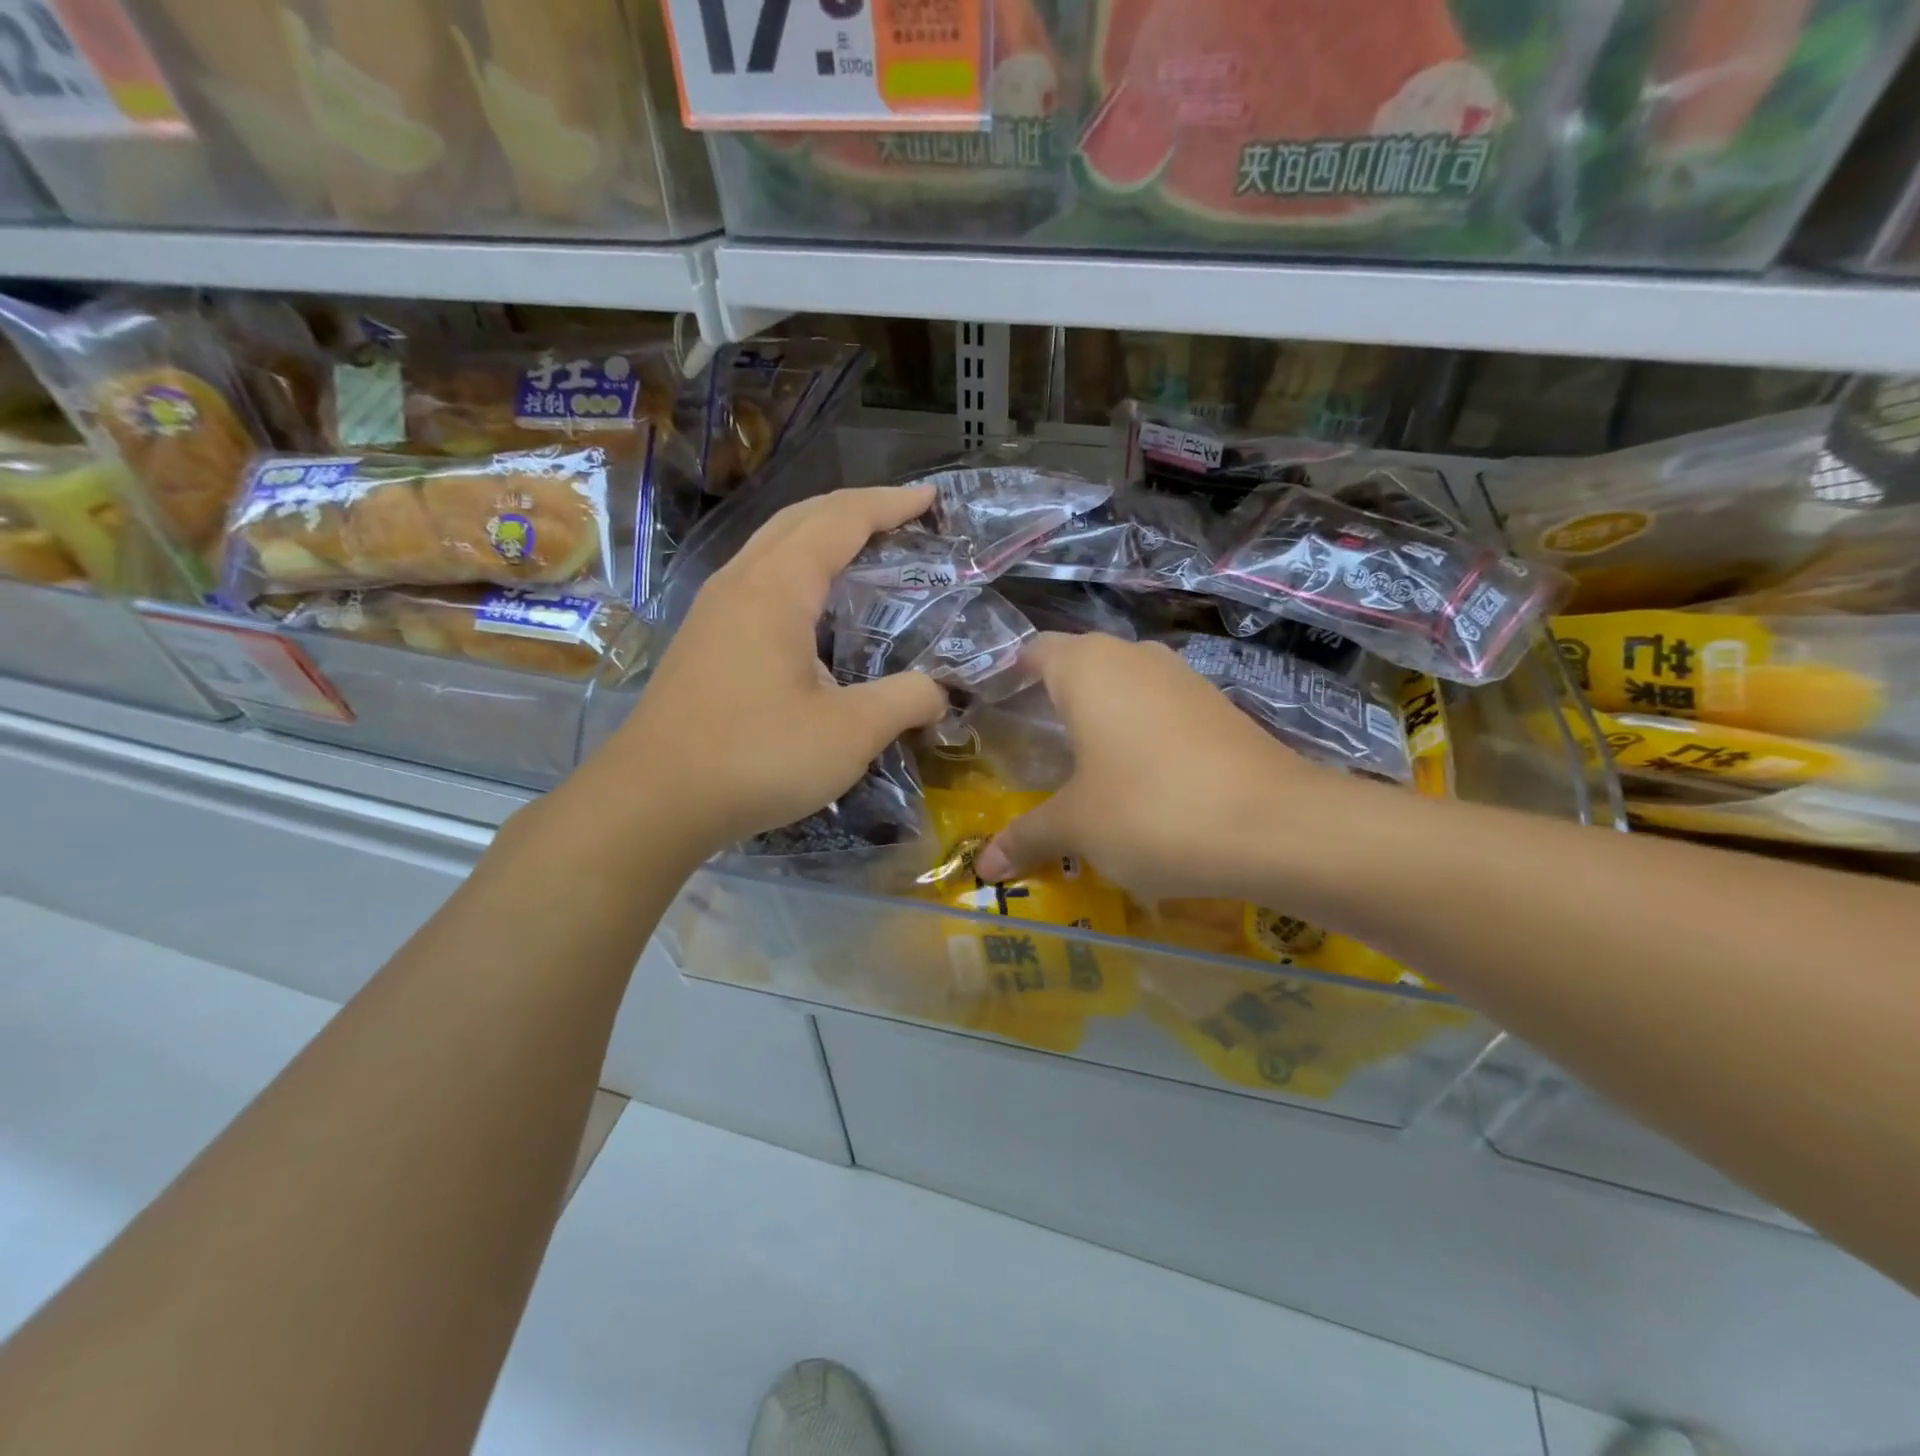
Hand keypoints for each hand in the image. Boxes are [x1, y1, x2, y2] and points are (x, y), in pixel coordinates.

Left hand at [576, 486, 947, 862]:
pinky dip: (798, 568)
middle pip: (801, 518)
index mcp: (775, 588)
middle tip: (904, 516)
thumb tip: (939, 692)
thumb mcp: (849, 734)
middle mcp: (739, 583)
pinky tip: (813, 607)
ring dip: (822, 534)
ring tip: (864, 548)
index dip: (889, 504)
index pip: (840, 520)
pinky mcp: (703, 640)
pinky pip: (758, 577)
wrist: (653, 801)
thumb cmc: (755, 758)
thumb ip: (905, 701)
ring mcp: (713, 610)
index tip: (931, 498)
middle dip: (856, 507)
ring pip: (773, 545)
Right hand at [973, 633, 1362, 902]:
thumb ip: (1026, 837)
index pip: (1035, 651)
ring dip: (1103, 719)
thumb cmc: (1151, 810)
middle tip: (1030, 747)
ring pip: (1126, 688)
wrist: (1279, 827)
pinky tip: (1142, 781)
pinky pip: (1163, 712)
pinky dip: (1143, 737)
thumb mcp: (1077, 828)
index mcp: (1088, 667)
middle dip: (1055, 701)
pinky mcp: (1221, 709)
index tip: (993, 709)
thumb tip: (983, 866)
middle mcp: (1136, 658)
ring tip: (1082, 768)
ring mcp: (1185, 680)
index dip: (1011, 675)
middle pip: (1081, 666)